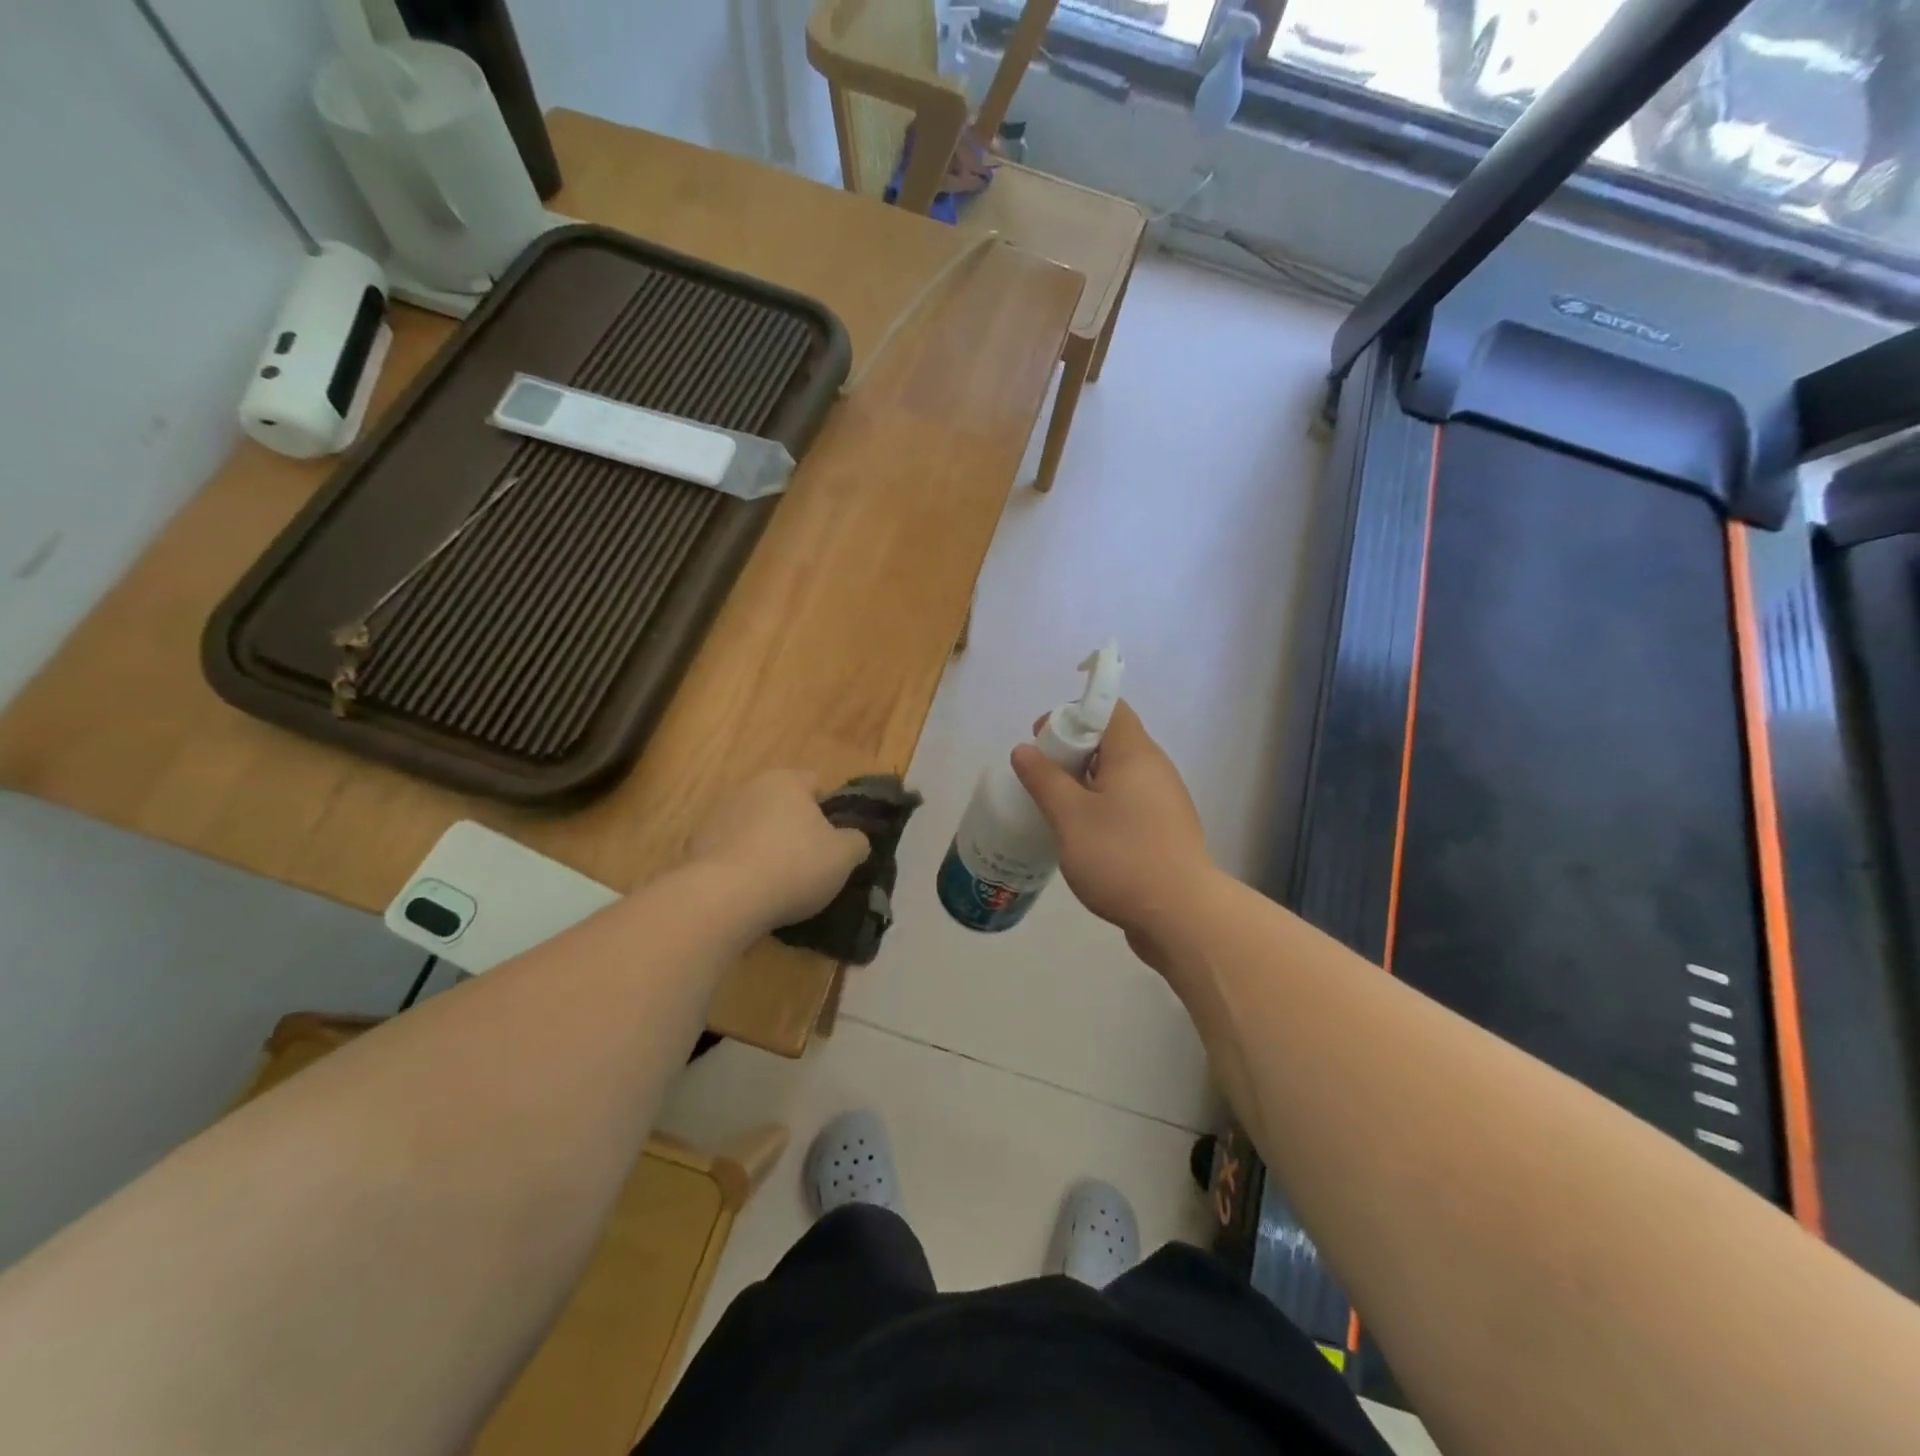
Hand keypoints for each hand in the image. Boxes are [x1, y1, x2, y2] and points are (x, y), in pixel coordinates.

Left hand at [688, 771, 869, 930]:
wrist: (723, 898)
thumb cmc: (794, 866)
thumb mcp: (844, 856)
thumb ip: (857, 841)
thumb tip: (854, 839)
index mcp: (786, 781)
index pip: (816, 783)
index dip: (830, 811)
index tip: (835, 841)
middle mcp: (749, 787)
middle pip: (782, 805)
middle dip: (795, 828)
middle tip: (810, 863)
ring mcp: (717, 815)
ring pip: (754, 827)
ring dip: (765, 846)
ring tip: (778, 884)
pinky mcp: (695, 846)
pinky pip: (730, 852)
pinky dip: (740, 866)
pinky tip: (749, 893)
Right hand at [1011, 701, 1215, 971]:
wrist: (1181, 916)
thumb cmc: (1122, 857)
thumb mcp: (1070, 816)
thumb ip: (1044, 779)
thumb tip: (1024, 749)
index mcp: (1135, 754)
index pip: (1109, 708)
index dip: (1073, 713)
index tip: (1044, 739)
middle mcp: (1154, 769)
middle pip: (1110, 740)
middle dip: (1071, 751)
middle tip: (1041, 777)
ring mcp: (1163, 802)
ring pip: (1117, 775)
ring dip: (1084, 783)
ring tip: (1054, 808)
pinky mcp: (1163, 831)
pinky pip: (1126, 803)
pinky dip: (1100, 807)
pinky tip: (1080, 835)